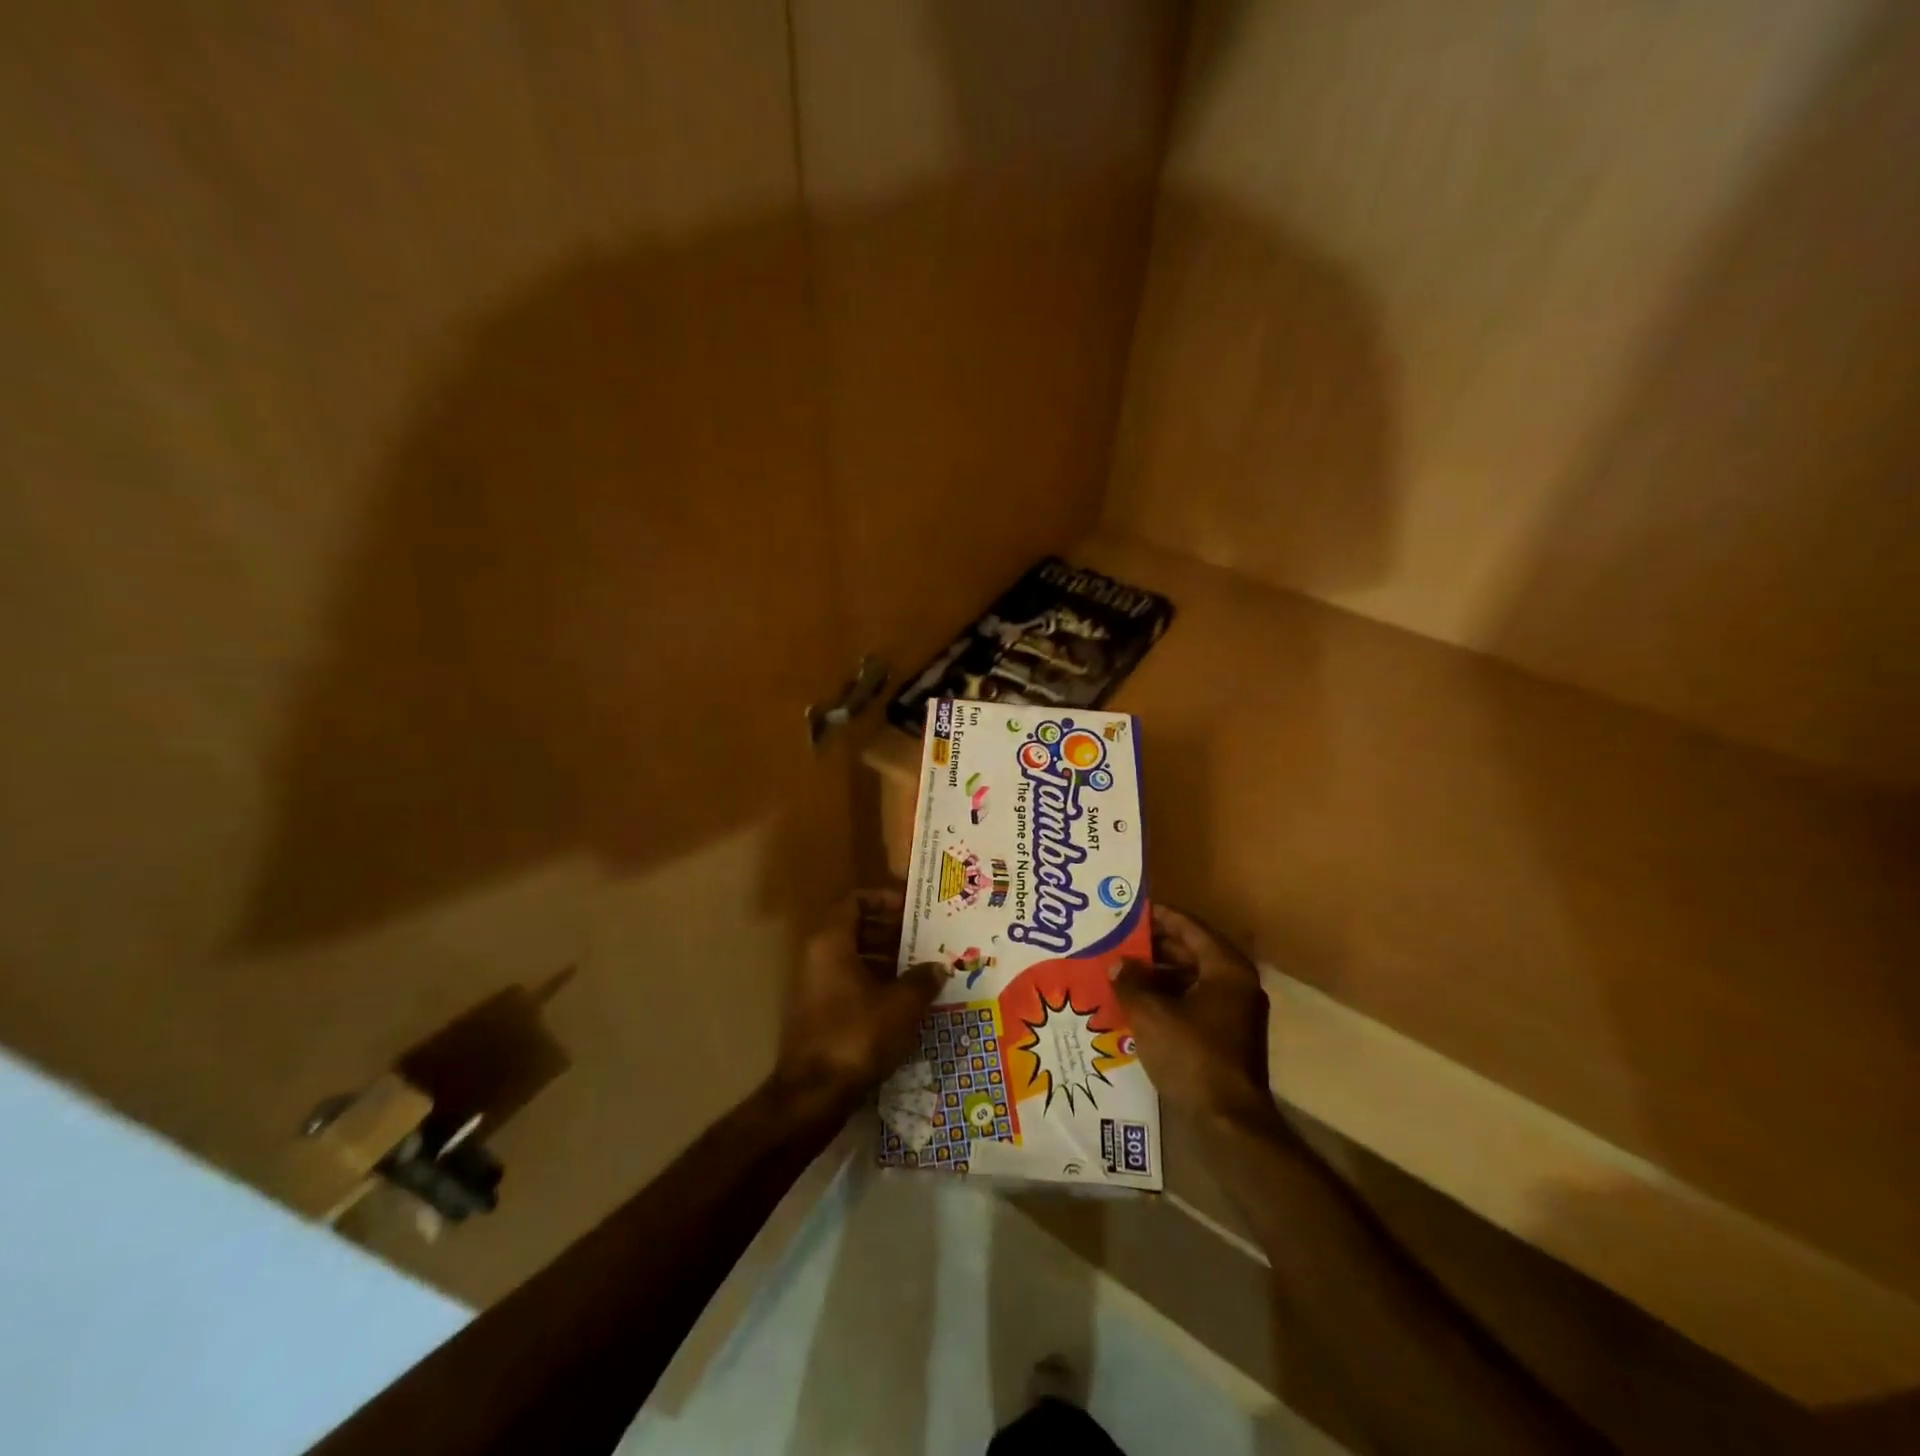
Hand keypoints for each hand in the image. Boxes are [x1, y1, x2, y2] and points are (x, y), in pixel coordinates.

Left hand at [773, 889, 949, 1102]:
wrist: (813, 1095)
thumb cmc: (857, 1036)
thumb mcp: (900, 1005)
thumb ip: (922, 980)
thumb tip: (940, 966)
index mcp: (831, 942)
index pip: (855, 901)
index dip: (884, 899)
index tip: (913, 909)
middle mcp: (818, 957)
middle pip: (855, 928)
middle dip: (891, 931)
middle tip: (925, 938)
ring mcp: (815, 987)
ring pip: (854, 958)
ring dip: (886, 958)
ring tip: (922, 968)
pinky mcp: (819, 1014)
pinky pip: (850, 983)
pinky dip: (875, 983)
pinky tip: (905, 1000)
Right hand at [1114, 906, 1276, 1125]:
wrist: (1229, 1122)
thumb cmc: (1191, 1056)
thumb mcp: (1150, 1014)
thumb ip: (1130, 981)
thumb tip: (1118, 964)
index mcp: (1226, 968)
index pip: (1189, 927)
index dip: (1159, 916)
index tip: (1130, 911)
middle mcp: (1237, 984)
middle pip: (1192, 951)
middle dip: (1154, 947)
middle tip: (1119, 941)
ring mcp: (1235, 1012)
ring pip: (1191, 979)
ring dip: (1158, 974)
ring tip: (1122, 972)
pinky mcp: (1227, 1037)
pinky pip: (1193, 1002)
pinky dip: (1168, 998)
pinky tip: (1138, 1004)